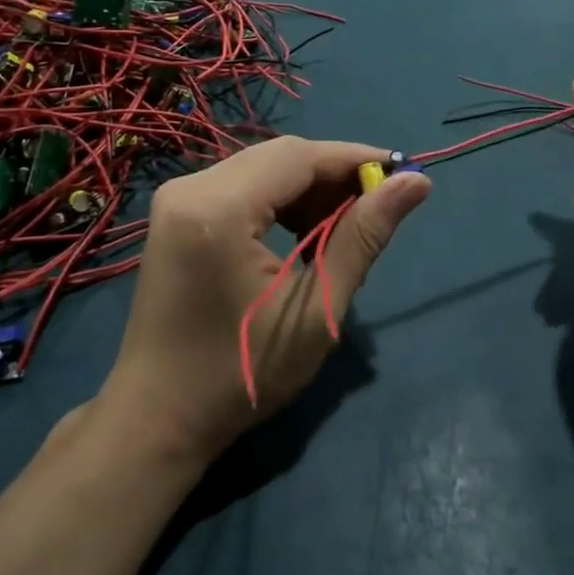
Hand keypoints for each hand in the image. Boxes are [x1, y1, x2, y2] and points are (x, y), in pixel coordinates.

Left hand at [99, 137, 429, 464]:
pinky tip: (305, 230)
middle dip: (334, 174)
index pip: (299, 157)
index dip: (355, 159)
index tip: (404, 172)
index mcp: (219, 209)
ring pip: (261, 167)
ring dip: (308, 187)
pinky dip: (279, 199)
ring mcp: (177, 198)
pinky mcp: (176, 213)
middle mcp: (190, 188)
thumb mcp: (317, 311)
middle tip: (379, 204)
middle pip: (279, 156)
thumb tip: (415, 183)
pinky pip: (240, 185)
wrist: (158, 417)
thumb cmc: (242, 374)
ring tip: (346, 224)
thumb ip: (363, 237)